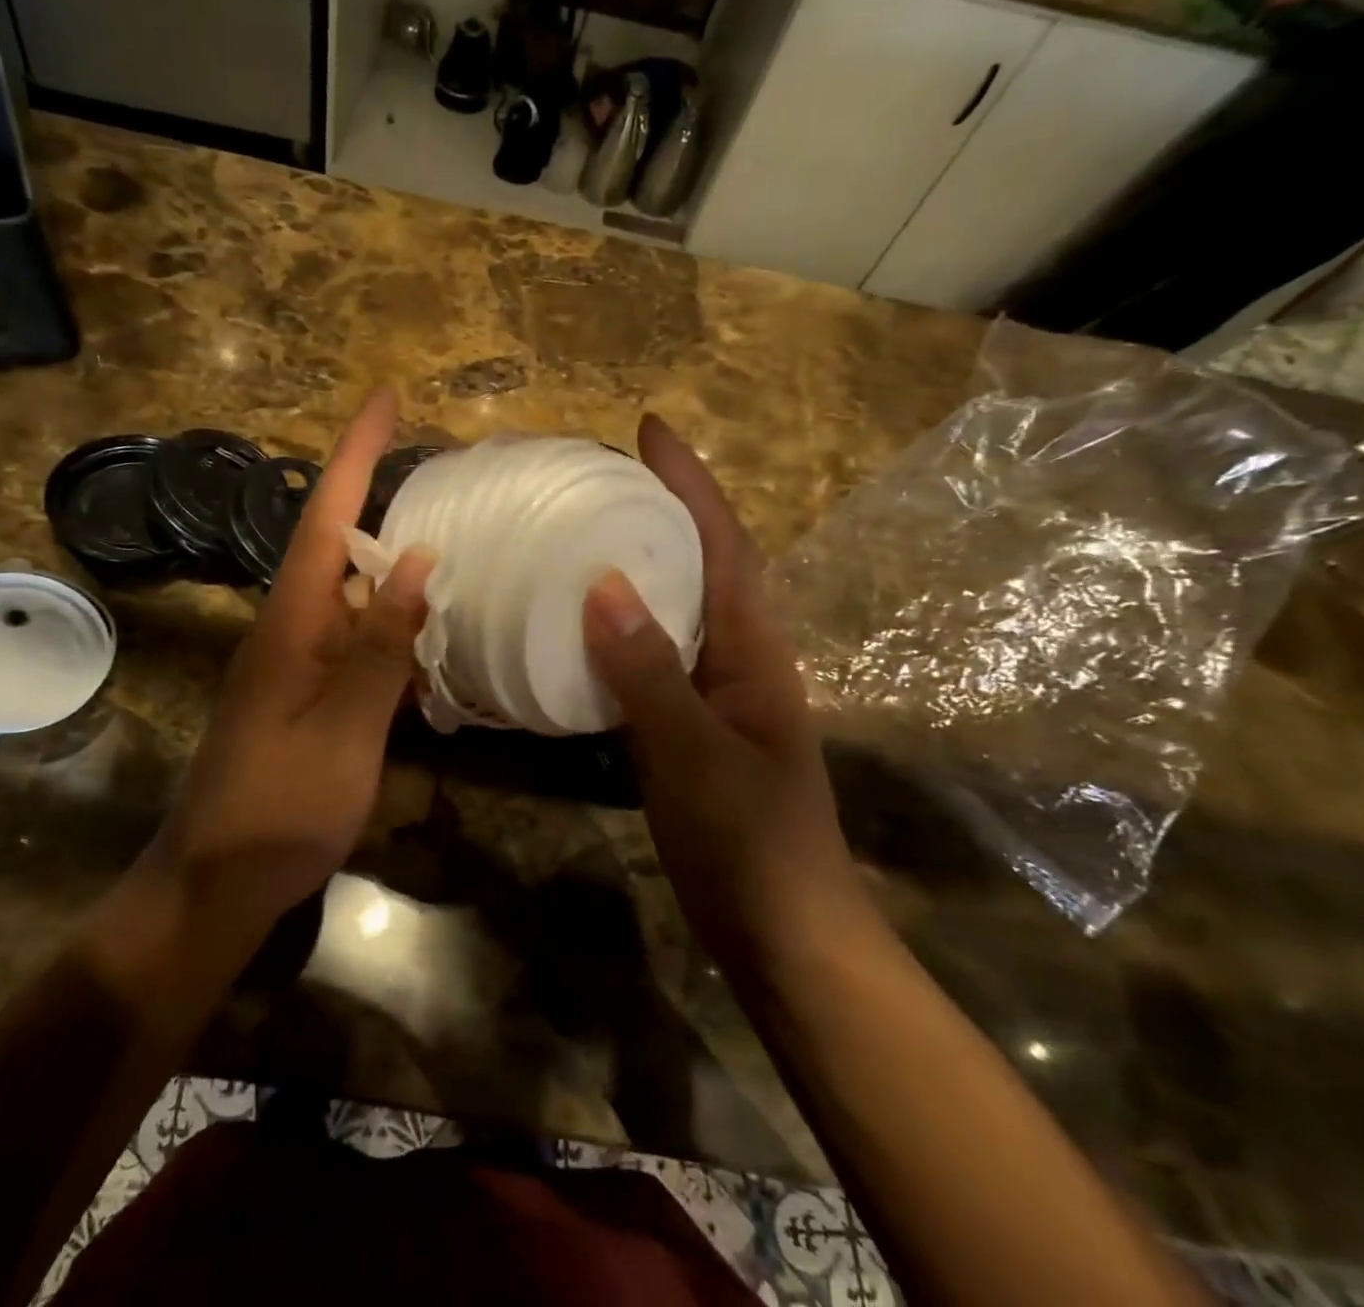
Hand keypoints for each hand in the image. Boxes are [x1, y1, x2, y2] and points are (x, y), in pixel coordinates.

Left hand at [149, 391, 436, 927]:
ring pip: (350, 592)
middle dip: (378, 491)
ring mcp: (297, 661)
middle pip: (336, 543)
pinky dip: (391, 622)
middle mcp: (290, 627)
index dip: (355, 454)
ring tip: (451, 534)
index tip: (384, 398)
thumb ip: (381, 645)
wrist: (218, 881)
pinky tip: (429, 631)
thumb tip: (420, 559)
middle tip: (438, 464)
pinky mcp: (307, 692)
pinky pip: (355, 638)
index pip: (325, 518)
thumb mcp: (345, 729)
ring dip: (391, 559)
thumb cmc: (280, 807)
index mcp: (292, 622)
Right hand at [582, 415, 866, 960]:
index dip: (688, 483)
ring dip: (641, 562)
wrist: (784, 933)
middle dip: (663, 508)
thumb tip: (601, 582)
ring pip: (676, 608)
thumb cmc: (749, 842)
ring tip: (584, 532)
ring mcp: (714, 692)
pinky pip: (651, 654)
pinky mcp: (690, 724)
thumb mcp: (693, 754)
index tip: (647, 430)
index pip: (722, 544)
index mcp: (752, 650)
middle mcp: (737, 657)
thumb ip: (648, 671)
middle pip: (702, 562)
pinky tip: (579, 626)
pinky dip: (619, 625)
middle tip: (601, 476)